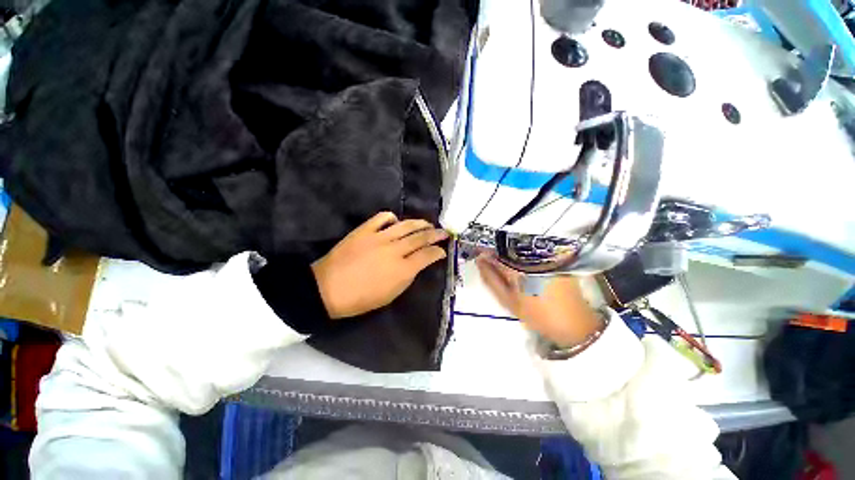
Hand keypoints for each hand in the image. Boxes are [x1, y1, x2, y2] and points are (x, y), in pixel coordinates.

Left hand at [311, 212, 448, 318]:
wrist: (327, 289)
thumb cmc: (360, 299)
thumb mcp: (390, 295)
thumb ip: (407, 277)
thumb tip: (416, 264)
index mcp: (402, 270)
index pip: (427, 256)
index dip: (438, 252)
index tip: (443, 251)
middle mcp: (394, 250)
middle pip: (420, 237)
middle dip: (436, 234)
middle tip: (444, 232)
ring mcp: (379, 237)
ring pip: (406, 225)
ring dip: (420, 223)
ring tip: (427, 223)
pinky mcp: (364, 230)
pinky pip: (382, 218)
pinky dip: (392, 218)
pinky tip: (396, 222)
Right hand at [476, 255, 602, 345]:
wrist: (573, 323)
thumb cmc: (537, 315)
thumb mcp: (507, 300)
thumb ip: (490, 278)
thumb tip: (479, 260)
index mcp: (520, 267)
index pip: (496, 250)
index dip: (484, 249)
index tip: (477, 253)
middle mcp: (534, 255)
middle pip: (507, 245)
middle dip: (496, 251)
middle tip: (490, 264)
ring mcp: (547, 254)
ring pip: (519, 247)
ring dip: (508, 253)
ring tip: (505, 267)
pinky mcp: (555, 256)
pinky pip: (531, 250)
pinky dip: (521, 255)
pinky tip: (521, 268)